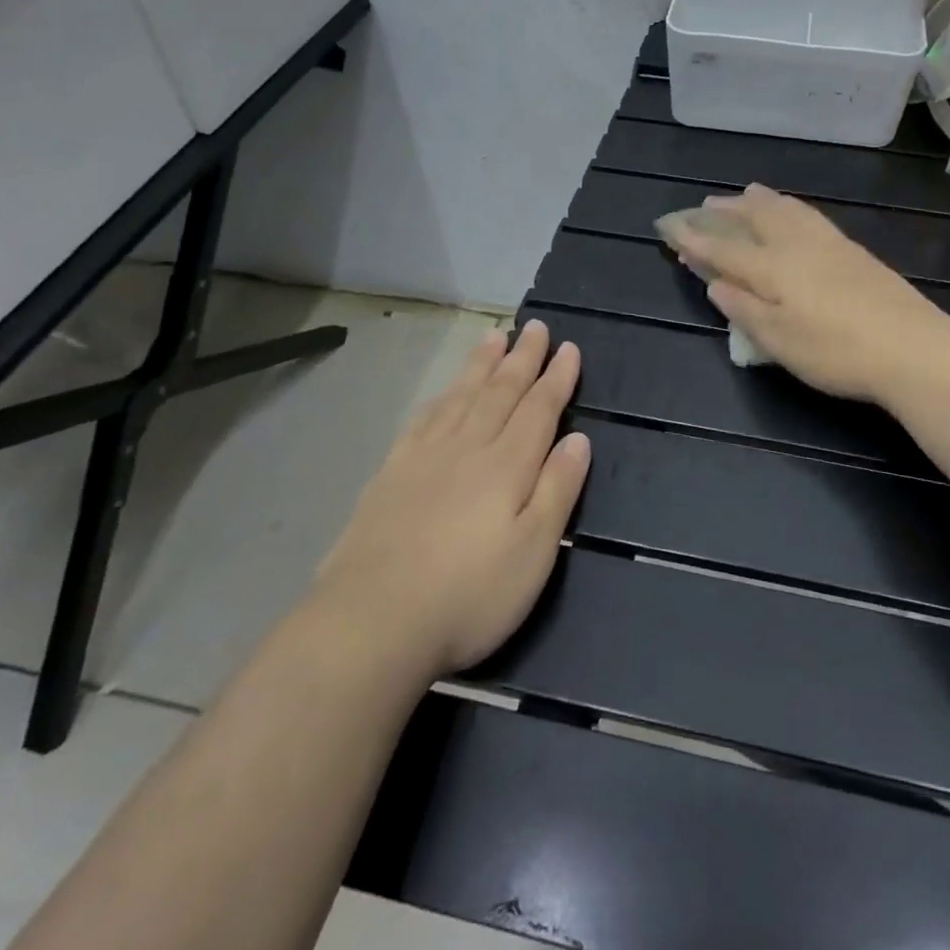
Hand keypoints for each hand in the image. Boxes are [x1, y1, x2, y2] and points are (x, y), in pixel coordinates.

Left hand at [315, 319, 589, 679]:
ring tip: (495, 337)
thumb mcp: (533, 552)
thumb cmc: (468, 595)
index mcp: (507, 465)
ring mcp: (424, 458)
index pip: (539, 409)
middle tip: (535, 326)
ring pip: (461, 396)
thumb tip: (578, 439)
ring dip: (482, 365)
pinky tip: (446, 392)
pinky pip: (424, 419)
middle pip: (500, 392)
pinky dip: (442, 397)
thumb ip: (558, 490)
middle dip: (522, 358)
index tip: (569, 348)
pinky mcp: (391, 474)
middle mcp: (467, 448)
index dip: (557, 378)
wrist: (370, 622)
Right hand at [666, 185, 949, 404]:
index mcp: (773, 268)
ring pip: (787, 210)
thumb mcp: (779, 341)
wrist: (912, 348)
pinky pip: (810, 215)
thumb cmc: (836, 351)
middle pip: (756, 218)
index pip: (725, 249)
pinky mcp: (854, 251)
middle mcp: (797, 246)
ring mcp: (830, 244)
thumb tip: (716, 284)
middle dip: (727, 211)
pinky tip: (795, 213)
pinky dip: (790, 207)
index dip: (696, 239)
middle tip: (706, 205)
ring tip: (746, 193)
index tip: (671, 228)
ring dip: (760, 200)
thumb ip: (744, 310)